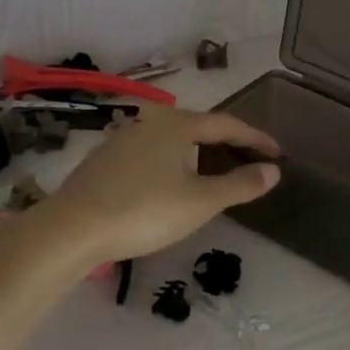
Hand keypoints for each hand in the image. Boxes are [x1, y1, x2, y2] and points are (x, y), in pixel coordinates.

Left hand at [42, 107, 280, 263]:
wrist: (72, 228)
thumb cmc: (144, 211)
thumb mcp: (200, 202)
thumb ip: (239, 184)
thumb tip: (273, 170)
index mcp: (179, 124)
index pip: (228, 124)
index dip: (256, 139)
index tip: (277, 154)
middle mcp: (152, 121)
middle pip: (200, 127)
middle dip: (228, 143)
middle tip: (250, 162)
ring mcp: (125, 137)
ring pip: (174, 140)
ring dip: (199, 153)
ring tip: (215, 173)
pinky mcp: (106, 157)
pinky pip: (152, 152)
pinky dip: (173, 161)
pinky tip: (172, 182)